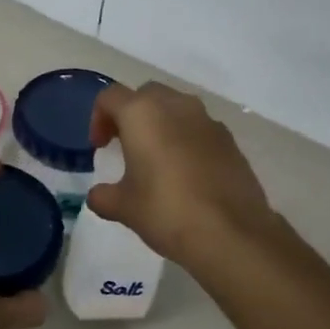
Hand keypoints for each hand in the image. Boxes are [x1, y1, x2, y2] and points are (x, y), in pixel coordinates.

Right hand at [86, 81, 275, 265]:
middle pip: (146, 95)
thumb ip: (104, 196)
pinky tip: (187, 174)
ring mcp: (207, 121)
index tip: (100, 147)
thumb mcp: (124, 207)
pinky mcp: (230, 140)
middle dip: (132, 114)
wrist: (232, 233)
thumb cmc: (167, 212)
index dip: (99, 118)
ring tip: (157, 159)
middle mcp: (176, 106)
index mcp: (142, 113)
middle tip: (125, 145)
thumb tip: (98, 195)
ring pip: (177, 108)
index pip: (110, 97)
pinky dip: (187, 139)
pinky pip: (200, 128)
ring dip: (162, 124)